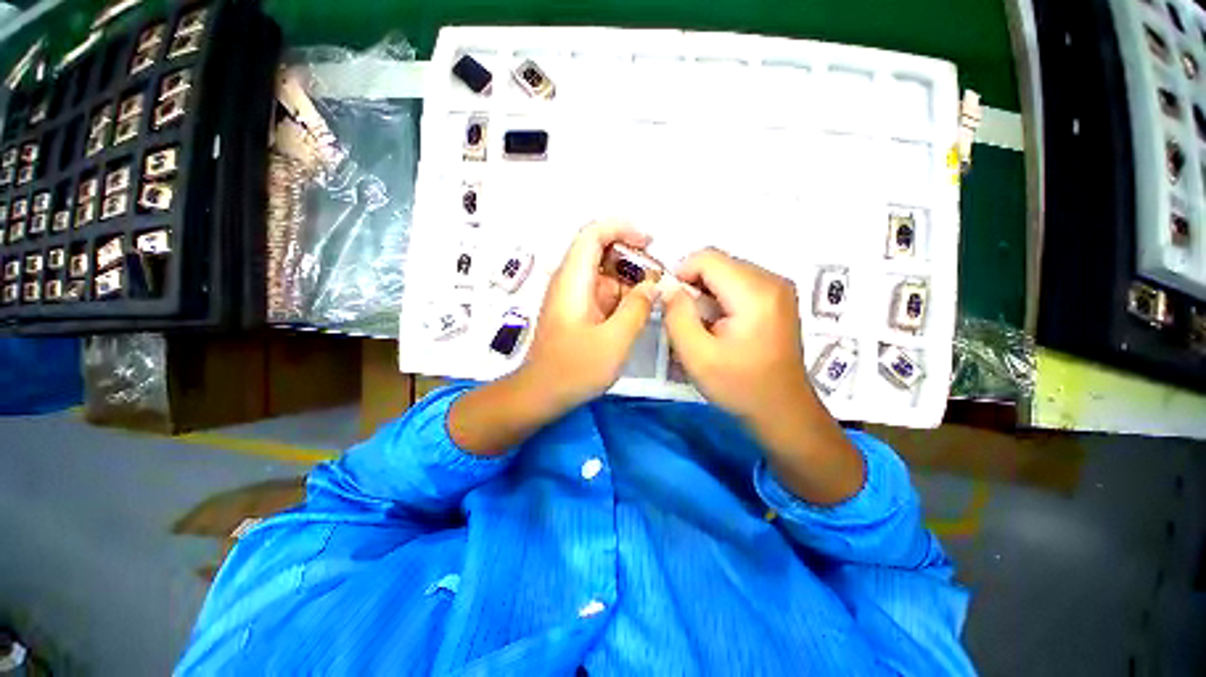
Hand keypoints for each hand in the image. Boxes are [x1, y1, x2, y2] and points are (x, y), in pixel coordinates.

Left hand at [521, 220, 657, 408]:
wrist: (541, 394)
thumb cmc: (574, 369)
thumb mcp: (614, 340)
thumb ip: (637, 308)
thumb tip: (652, 285)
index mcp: (573, 280)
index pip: (593, 234)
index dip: (622, 229)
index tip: (649, 242)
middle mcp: (570, 281)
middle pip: (601, 251)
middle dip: (633, 258)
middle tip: (659, 277)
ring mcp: (573, 296)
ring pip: (605, 274)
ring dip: (630, 279)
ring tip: (654, 295)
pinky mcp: (578, 311)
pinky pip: (603, 293)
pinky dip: (622, 296)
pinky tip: (638, 310)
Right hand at [661, 248, 812, 422]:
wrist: (782, 411)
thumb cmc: (739, 386)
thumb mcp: (696, 356)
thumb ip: (677, 316)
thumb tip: (669, 288)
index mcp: (755, 293)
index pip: (707, 258)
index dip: (681, 275)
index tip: (672, 305)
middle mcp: (772, 280)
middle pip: (718, 263)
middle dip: (694, 286)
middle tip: (688, 321)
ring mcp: (779, 288)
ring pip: (727, 272)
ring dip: (707, 294)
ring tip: (705, 326)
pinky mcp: (778, 298)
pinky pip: (739, 284)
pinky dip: (721, 299)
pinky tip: (721, 326)